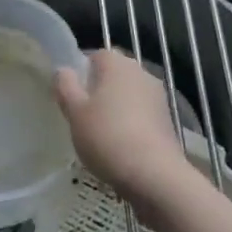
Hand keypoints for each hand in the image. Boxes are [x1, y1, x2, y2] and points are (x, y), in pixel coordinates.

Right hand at [54, 50, 190, 207]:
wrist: (154, 176)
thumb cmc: (107, 136)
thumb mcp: (74, 111)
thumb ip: (65, 86)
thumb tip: (64, 71)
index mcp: (116, 63)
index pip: (94, 56)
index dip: (80, 73)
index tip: (71, 96)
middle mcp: (141, 72)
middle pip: (113, 75)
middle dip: (98, 90)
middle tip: (82, 115)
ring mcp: (158, 96)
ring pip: (128, 95)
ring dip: (115, 108)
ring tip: (100, 134)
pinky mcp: (167, 120)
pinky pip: (141, 114)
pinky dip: (130, 124)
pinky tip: (120, 146)